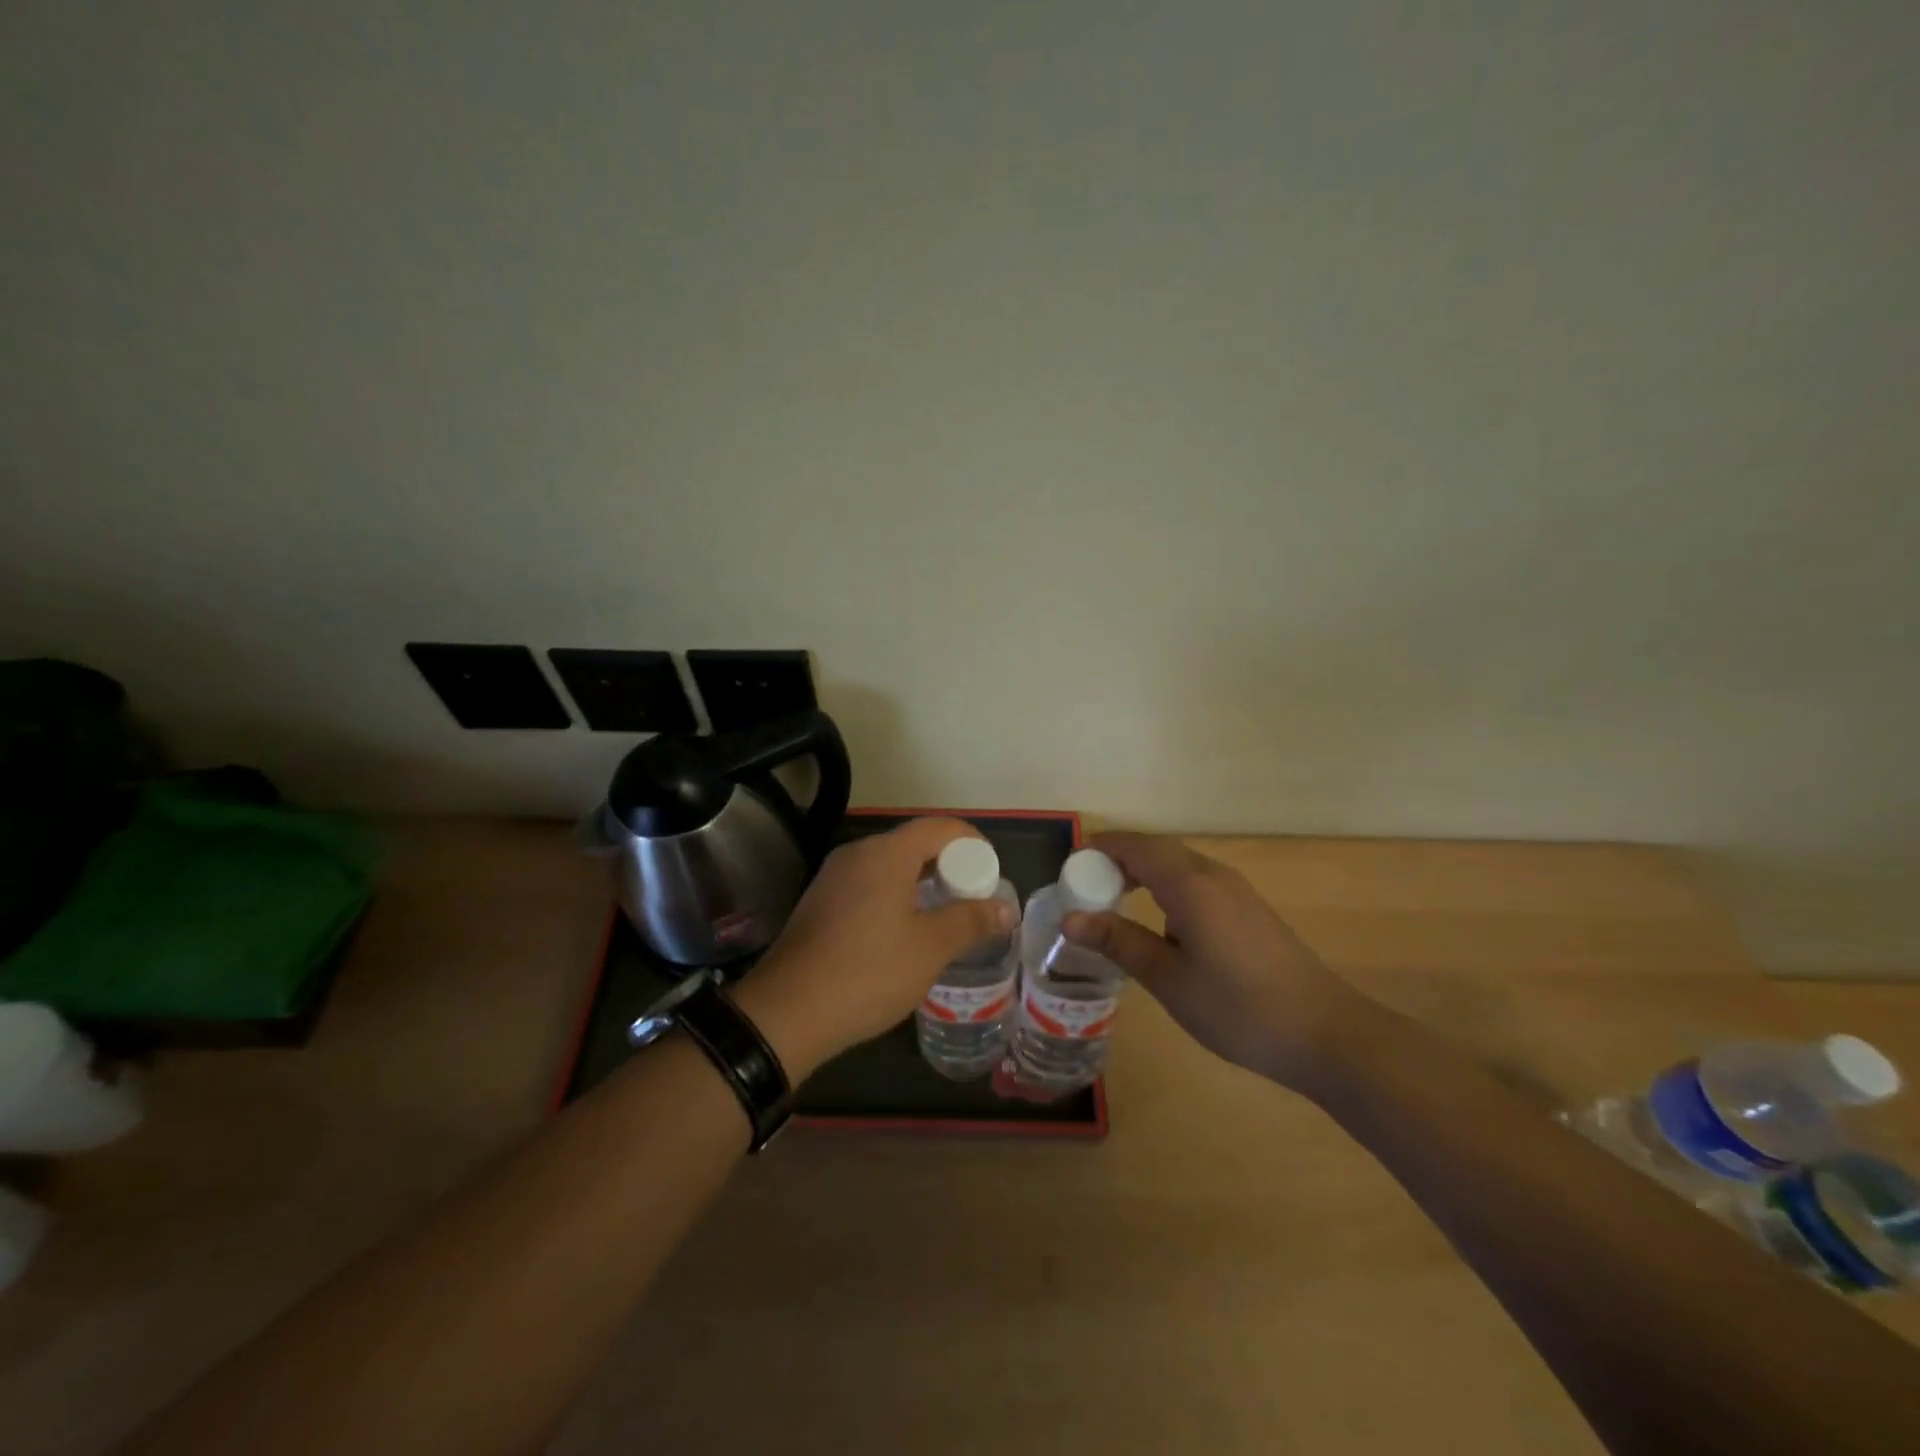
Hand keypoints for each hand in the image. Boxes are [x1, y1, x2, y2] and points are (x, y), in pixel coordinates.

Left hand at [733, 818, 1017, 1078]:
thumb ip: (970, 921)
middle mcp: (857, 853)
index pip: (940, 827)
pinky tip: (904, 931)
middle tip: (973, 899)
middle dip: (949, 866)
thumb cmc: (868, 972)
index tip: (992, 875)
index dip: (973, 844)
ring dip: (922, 883)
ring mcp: (834, 876)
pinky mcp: (820, 901)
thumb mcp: (929, 948)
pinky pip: (868, 884)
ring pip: (890, 865)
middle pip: (914, 843)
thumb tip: (1005, 908)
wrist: (787, 1012)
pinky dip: (895, 896)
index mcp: (886, 854)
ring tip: (945, 916)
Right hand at [1062, 832, 1359, 1089]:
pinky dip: (1165, 888)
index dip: (1098, 851)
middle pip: (1155, 850)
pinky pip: (1195, 881)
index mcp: (1190, 883)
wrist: (1325, 1033)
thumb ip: (1119, 942)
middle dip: (1116, 862)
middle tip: (1083, 891)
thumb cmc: (1238, 1007)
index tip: (1068, 872)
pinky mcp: (1247, 909)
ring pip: (1176, 864)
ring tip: (1113, 905)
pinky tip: (1159, 923)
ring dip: (1142, 874)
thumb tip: (1069, 919)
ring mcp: (1234, 890)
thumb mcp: (1169, 979)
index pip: (1134, 847)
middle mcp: (1212, 874)